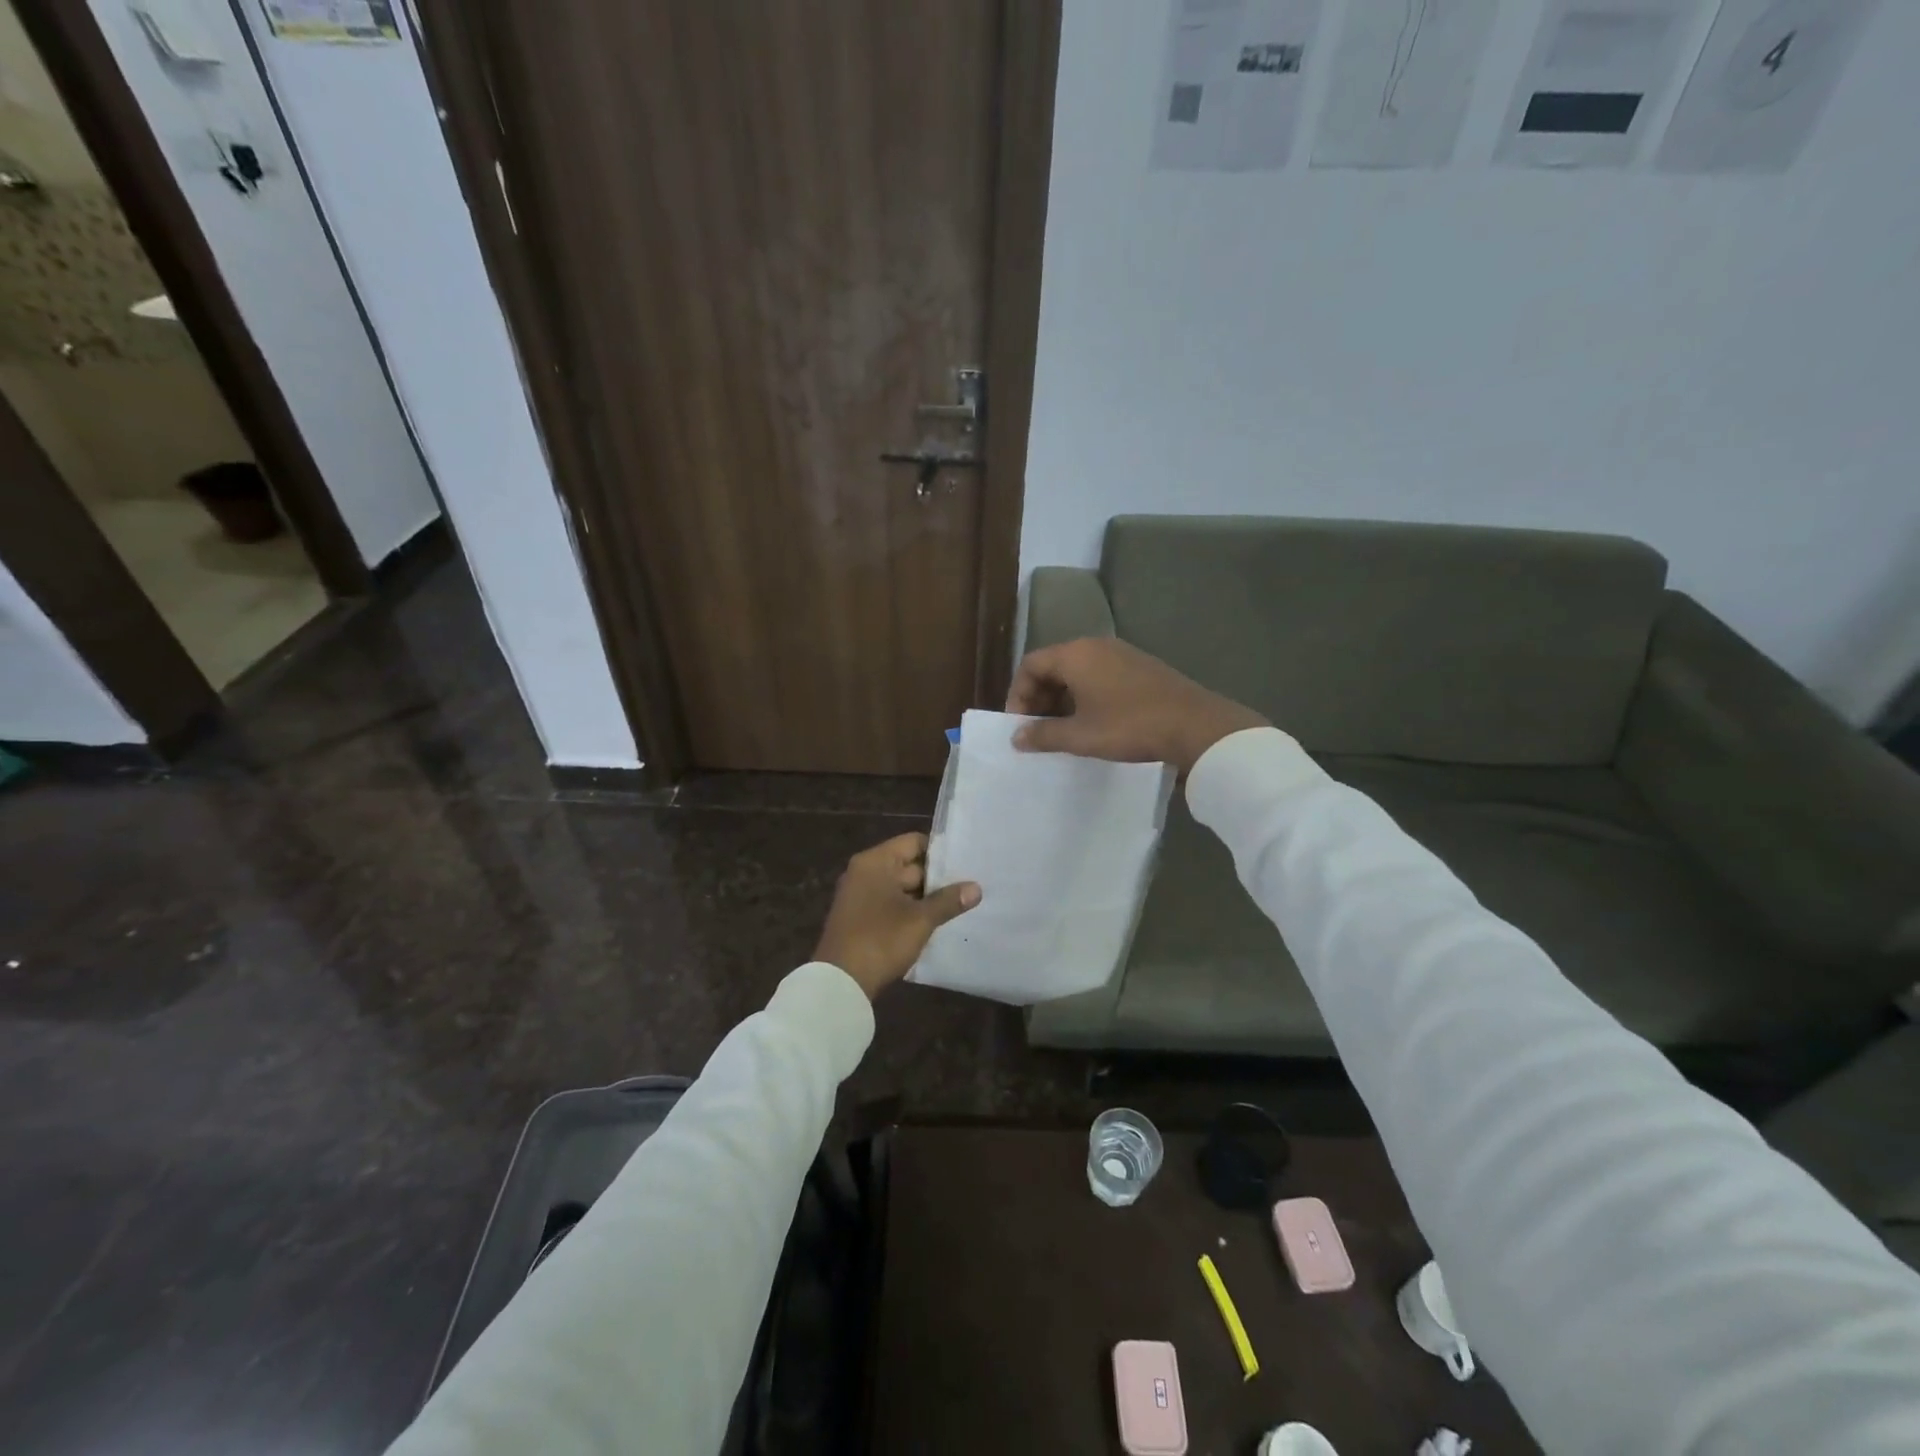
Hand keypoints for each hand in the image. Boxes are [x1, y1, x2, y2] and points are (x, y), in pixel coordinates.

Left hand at [813, 832, 980, 999]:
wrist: (840, 982)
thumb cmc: (880, 940)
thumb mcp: (920, 920)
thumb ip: (948, 901)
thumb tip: (976, 888)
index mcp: (875, 862)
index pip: (913, 842)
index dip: (940, 852)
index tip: (965, 863)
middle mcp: (864, 872)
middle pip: (908, 865)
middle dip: (937, 878)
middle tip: (969, 886)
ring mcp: (860, 896)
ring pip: (901, 888)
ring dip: (925, 898)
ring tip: (958, 905)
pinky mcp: (860, 918)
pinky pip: (891, 905)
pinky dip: (910, 911)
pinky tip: (934, 923)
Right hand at [1005, 638, 1266, 773]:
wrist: (1195, 726)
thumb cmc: (1129, 727)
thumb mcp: (1080, 736)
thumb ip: (1043, 735)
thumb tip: (1016, 737)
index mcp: (1076, 654)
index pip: (1031, 664)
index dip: (1018, 695)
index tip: (1020, 725)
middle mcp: (1097, 646)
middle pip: (1054, 665)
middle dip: (1040, 698)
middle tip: (1038, 730)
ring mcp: (1123, 655)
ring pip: (1078, 672)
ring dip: (1063, 700)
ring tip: (1064, 732)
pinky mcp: (1141, 668)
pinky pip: (1101, 676)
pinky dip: (1087, 697)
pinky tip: (1094, 724)